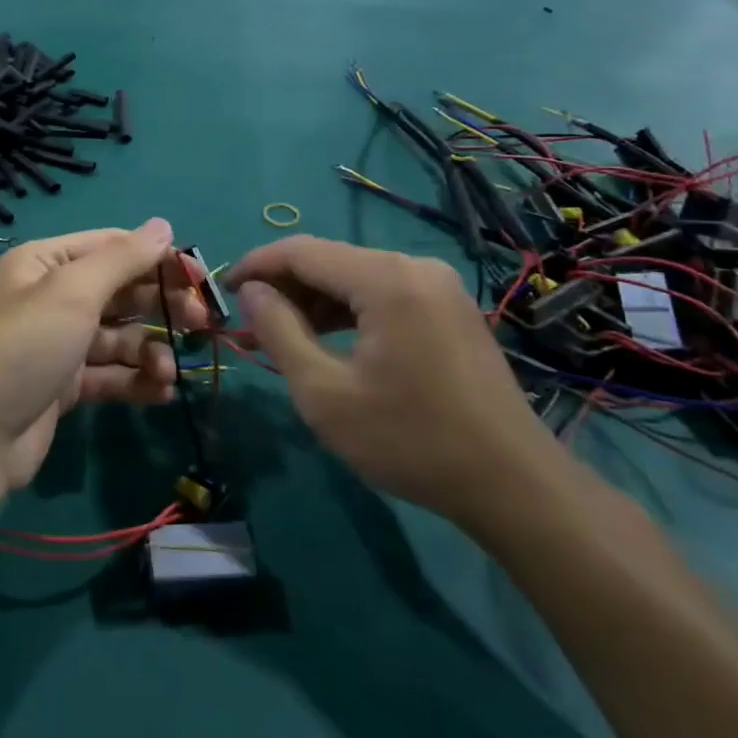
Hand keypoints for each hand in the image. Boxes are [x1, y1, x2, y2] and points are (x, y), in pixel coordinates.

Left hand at [0, 220, 210, 494]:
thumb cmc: (26, 347)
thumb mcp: (73, 292)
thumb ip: (122, 258)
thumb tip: (164, 225)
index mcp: (45, 263)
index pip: (111, 247)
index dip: (156, 258)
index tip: (198, 278)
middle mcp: (52, 297)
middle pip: (120, 292)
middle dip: (160, 306)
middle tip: (201, 323)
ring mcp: (59, 343)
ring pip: (120, 337)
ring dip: (150, 351)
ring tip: (167, 373)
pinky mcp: (65, 384)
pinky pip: (111, 373)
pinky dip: (136, 381)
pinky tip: (161, 393)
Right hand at [227, 236, 571, 532]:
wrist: (514, 486)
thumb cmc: (409, 440)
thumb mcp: (324, 392)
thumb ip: (279, 331)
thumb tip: (252, 292)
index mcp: (385, 279)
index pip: (301, 251)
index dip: (255, 265)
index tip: (223, 290)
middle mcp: (414, 267)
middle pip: (329, 262)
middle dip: (282, 289)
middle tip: (246, 324)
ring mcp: (438, 287)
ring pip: (355, 279)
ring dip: (312, 304)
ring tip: (274, 338)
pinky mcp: (449, 309)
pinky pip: (383, 296)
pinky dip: (347, 314)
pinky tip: (323, 342)